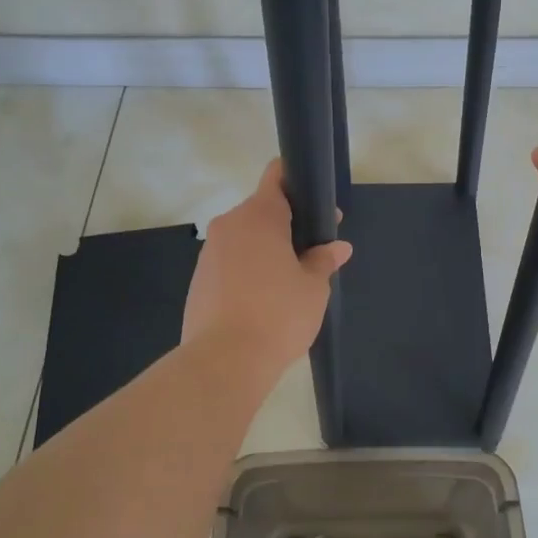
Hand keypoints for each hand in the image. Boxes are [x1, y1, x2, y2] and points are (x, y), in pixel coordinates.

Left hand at [182, 159, 352, 375]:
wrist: (223, 362)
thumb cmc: (278, 315)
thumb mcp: (313, 288)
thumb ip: (324, 260)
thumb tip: (338, 247)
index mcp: (259, 216)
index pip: (276, 176)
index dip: (298, 183)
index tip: (317, 206)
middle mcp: (229, 224)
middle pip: (262, 210)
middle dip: (287, 224)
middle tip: (313, 251)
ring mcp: (209, 252)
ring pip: (244, 238)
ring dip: (266, 249)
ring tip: (289, 281)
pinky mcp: (199, 279)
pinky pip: (229, 262)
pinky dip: (247, 270)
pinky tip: (262, 300)